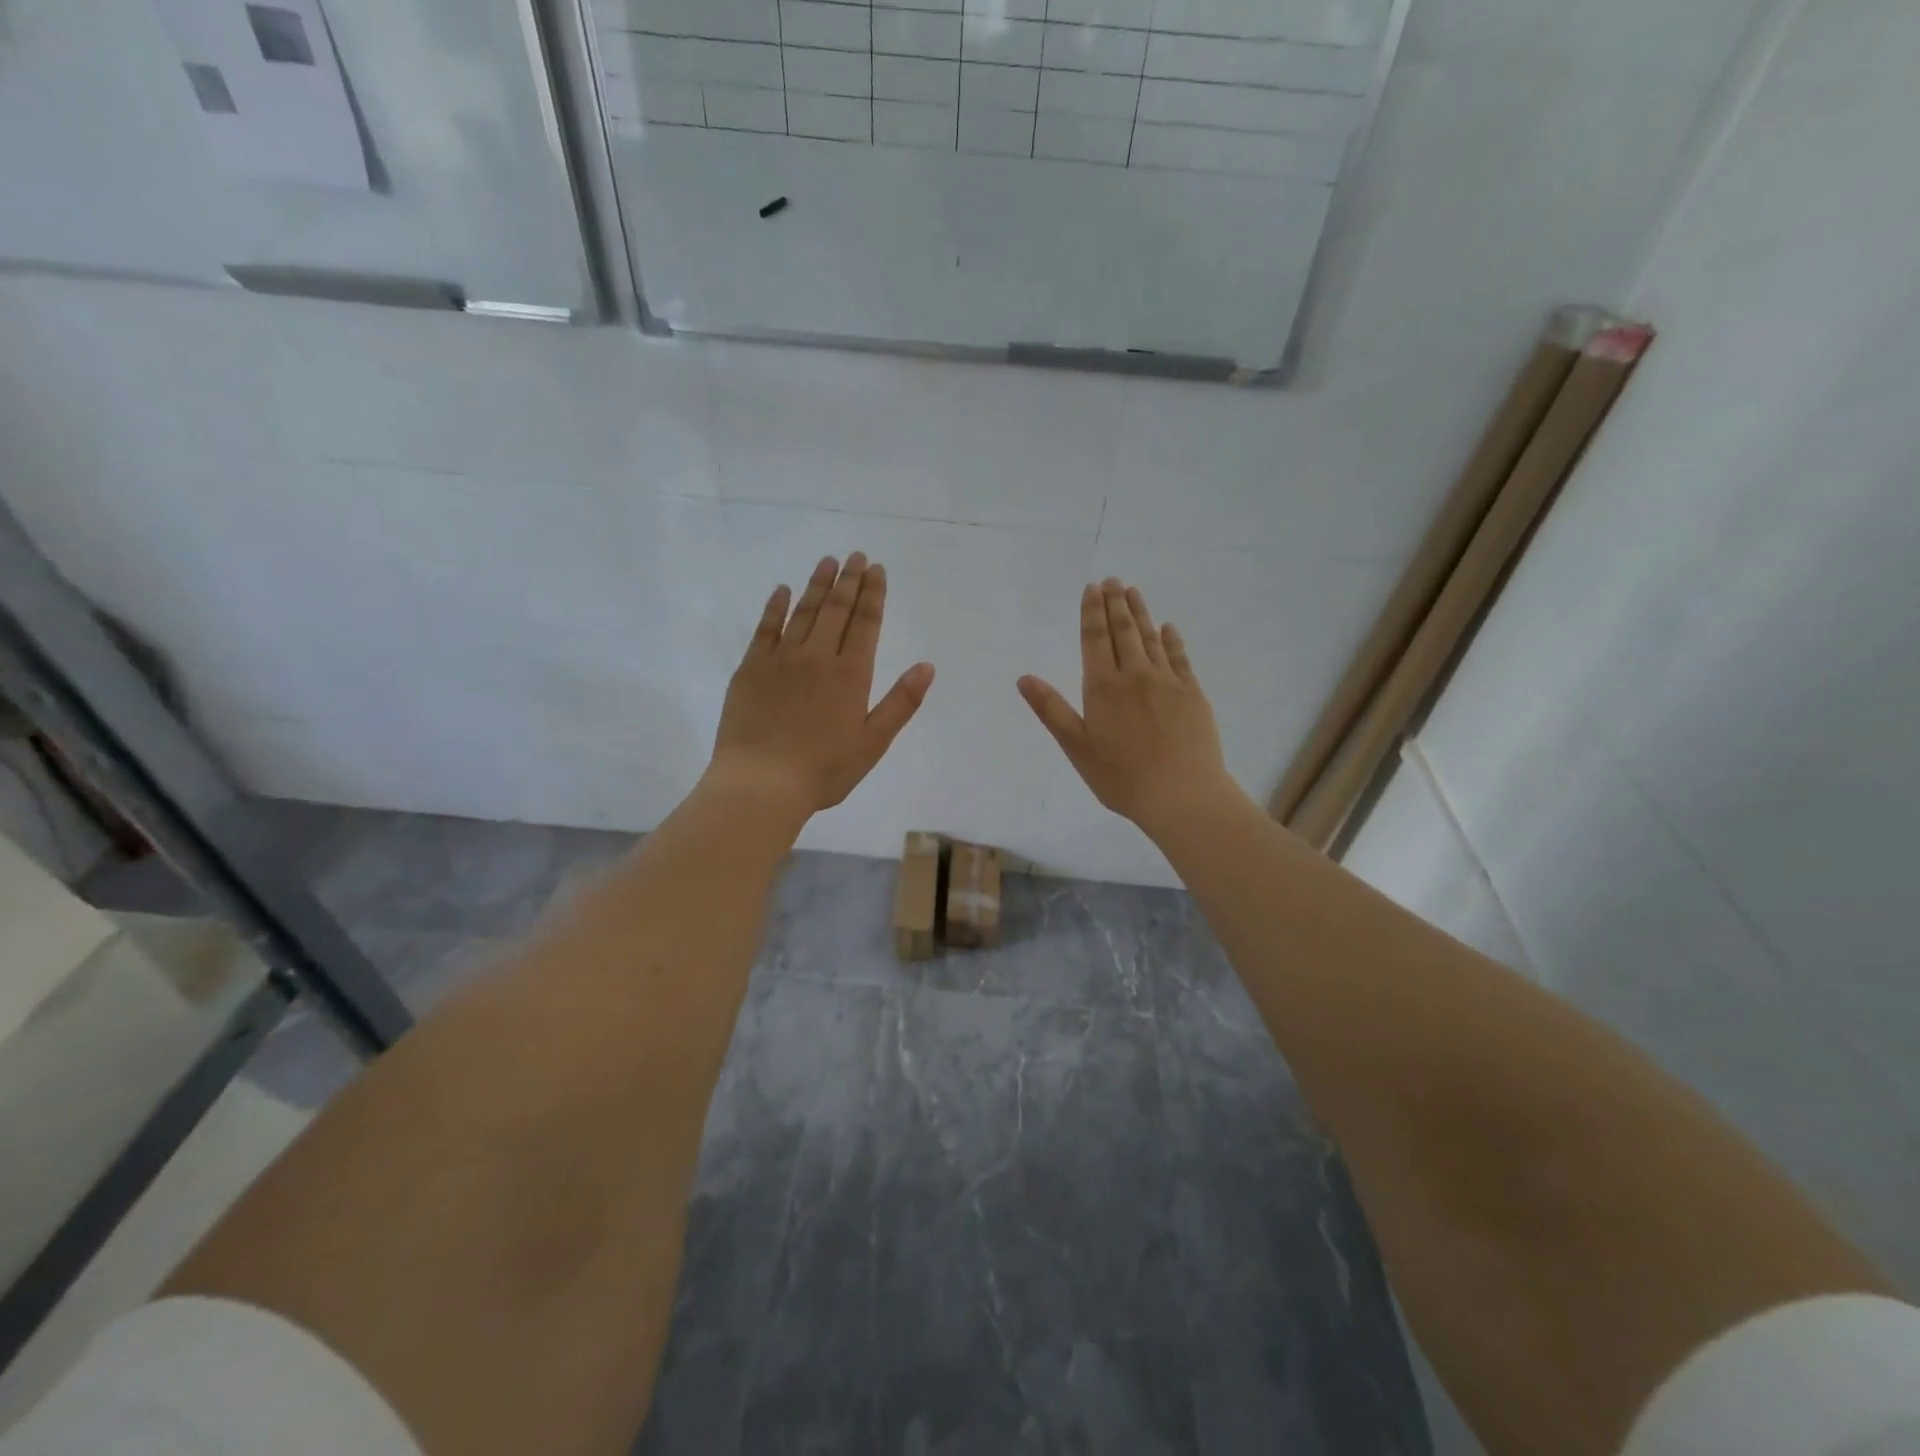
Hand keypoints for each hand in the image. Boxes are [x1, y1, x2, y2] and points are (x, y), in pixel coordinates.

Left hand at [710, 553, 934, 814]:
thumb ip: (901, 702)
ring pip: (803, 612)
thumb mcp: (874, 742)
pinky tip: (782, 591)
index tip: (878, 569)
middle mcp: (818, 657)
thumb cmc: (824, 769)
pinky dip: (775, 607)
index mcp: (851, 674)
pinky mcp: (751, 668)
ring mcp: (781, 659)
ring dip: (817, 585)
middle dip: (849, 580)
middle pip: (836, 609)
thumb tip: (927, 666)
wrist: (761, 783)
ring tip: (827, 561)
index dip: (874, 594)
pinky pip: (765, 628)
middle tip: (857, 556)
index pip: (866, 623)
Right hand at [1018, 579, 1235, 837]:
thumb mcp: (1076, 747)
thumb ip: (1051, 710)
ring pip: (1152, 638)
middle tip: (1112, 580)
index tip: (1092, 588)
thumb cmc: (1121, 777)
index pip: (1095, 639)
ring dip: (1141, 613)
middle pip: (1124, 631)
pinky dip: (1172, 639)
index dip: (1092, 612)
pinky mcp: (1193, 694)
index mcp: (1104, 687)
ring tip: (1133, 592)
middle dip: (1115, 604)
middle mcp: (1135, 675)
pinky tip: (1169, 628)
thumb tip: (1024, 678)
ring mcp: (1168, 682)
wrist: (1182, 794)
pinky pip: (1180, 657)